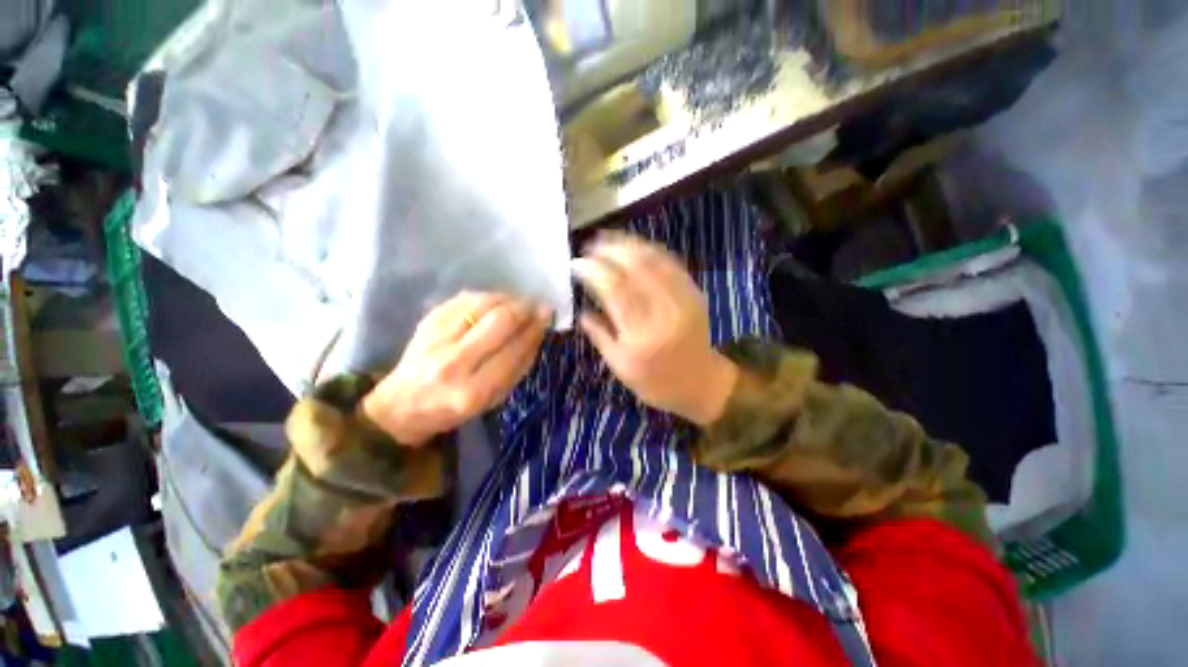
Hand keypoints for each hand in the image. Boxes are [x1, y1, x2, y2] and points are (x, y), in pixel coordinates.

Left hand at [362, 292, 549, 445]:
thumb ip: (518, 368)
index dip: (535, 329)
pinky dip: (488, 297)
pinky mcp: (427, 321)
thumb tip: (538, 333)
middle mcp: (454, 362)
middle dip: (525, 309)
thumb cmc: (454, 408)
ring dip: (508, 299)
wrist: (402, 404)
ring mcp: (436, 338)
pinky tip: (497, 302)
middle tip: (536, 306)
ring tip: (519, 303)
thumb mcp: (493, 400)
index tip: (547, 317)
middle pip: (500, 321)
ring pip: (483, 304)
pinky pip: (465, 298)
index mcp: (473, 390)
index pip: (514, 350)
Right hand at [573, 234, 737, 424]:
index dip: (592, 270)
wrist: (700, 382)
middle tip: (589, 246)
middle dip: (608, 250)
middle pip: (634, 267)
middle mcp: (664, 311)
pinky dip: (649, 250)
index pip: (614, 289)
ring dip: (627, 244)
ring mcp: (683, 298)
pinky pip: (670, 262)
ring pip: (653, 259)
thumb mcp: (620, 366)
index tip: (576, 264)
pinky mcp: (694, 292)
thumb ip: (599, 335)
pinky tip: (633, 247)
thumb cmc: (655, 382)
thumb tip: (580, 310)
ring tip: (606, 239)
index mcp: (641, 335)